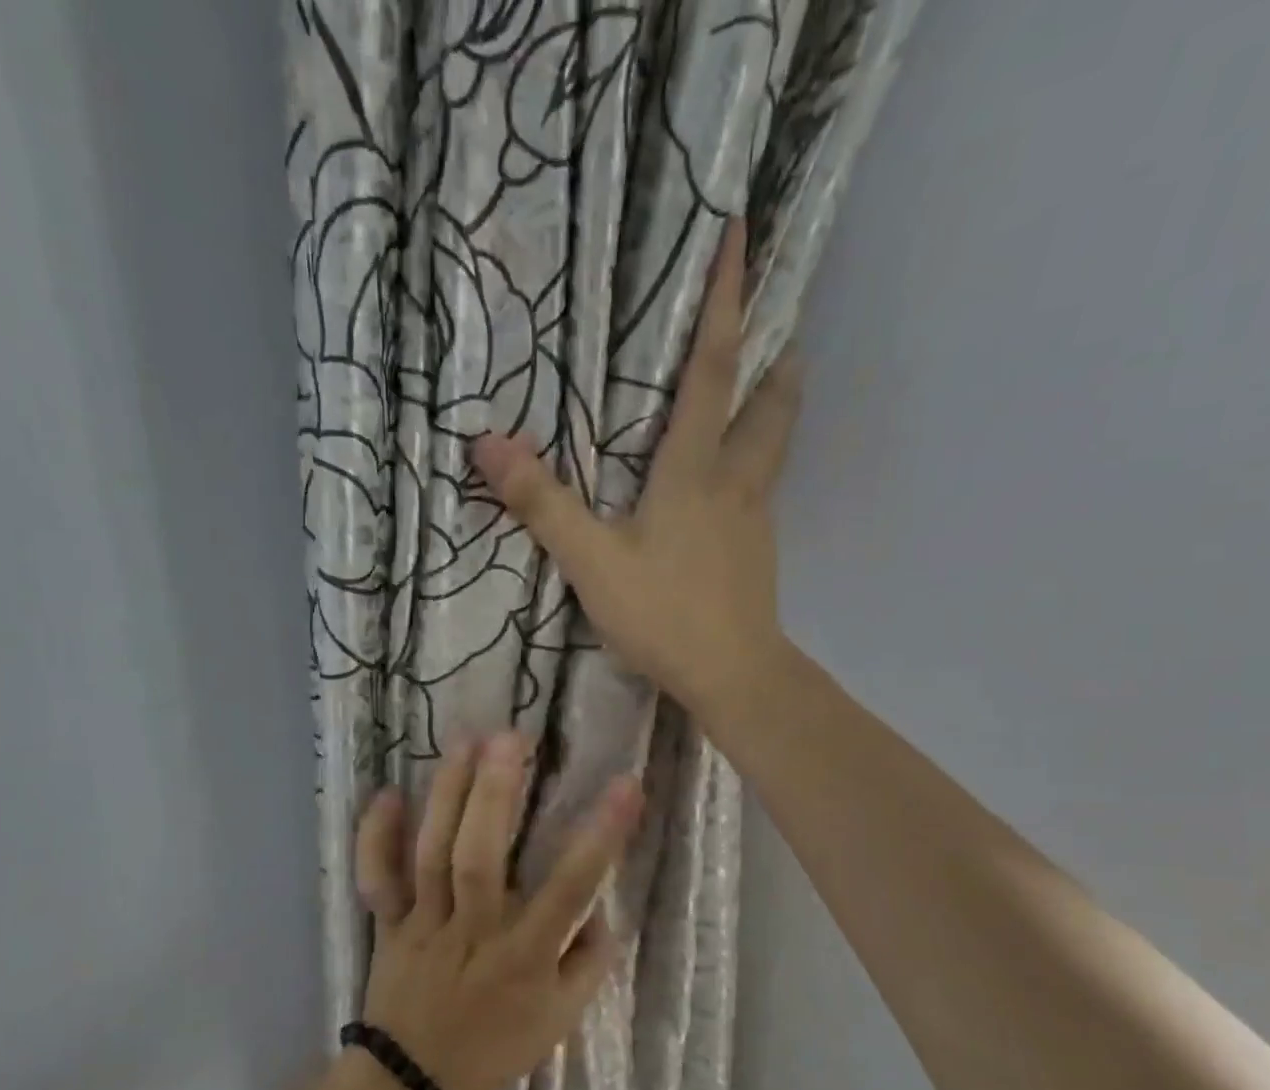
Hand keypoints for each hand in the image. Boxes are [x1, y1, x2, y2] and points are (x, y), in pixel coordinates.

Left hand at [353, 732, 643, 1089]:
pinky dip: (375, 837)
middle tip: (511, 737)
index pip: (570, 889)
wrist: (414, 1083)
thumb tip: (601, 907)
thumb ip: (588, 962)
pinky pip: (376, 879)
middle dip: (496, 795)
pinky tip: (388, 792)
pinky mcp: (388, 924)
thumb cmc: (495, 1047)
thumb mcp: (561, 1020)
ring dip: (447, 795)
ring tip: (465, 741)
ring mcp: (423, 924)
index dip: (601, 837)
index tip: (626, 784)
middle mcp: (472, 932)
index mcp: (524, 957)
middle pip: (480, 857)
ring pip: (431, 854)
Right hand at [470, 217, 802, 718]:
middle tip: (782, 325)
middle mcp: (735, 483)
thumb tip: (487, 444)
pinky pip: (763, 492)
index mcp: (695, 470)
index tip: (742, 233)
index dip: (726, 301)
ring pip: (774, 449)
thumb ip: (543, 505)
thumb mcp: (591, 562)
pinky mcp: (758, 556)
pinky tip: (738, 486)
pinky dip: (758, 466)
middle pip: (768, 405)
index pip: (713, 369)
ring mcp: (754, 520)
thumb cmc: (664, 613)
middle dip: (776, 357)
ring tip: (772, 386)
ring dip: (777, 408)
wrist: (733, 675)